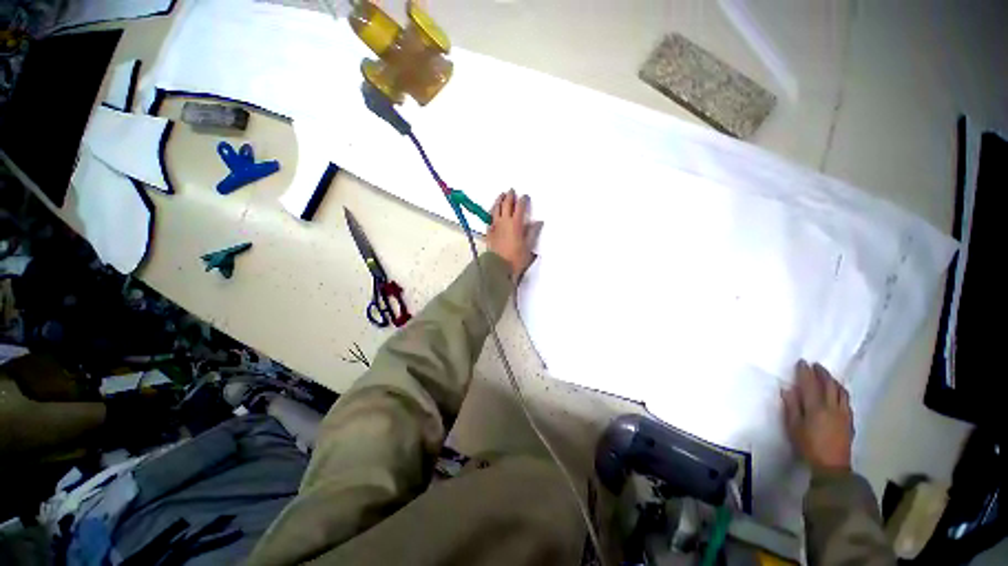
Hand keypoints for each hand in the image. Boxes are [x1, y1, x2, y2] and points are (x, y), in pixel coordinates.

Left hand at [488, 190, 541, 280]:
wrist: (498, 267)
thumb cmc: (516, 258)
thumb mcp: (528, 246)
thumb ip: (532, 232)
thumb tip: (538, 222)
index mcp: (516, 224)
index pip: (520, 207)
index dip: (523, 200)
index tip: (525, 197)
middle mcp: (504, 221)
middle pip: (506, 204)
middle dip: (510, 196)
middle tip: (512, 191)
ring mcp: (495, 226)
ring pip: (496, 209)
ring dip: (499, 200)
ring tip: (501, 196)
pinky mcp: (489, 232)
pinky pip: (489, 218)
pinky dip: (492, 212)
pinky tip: (493, 212)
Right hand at [781, 360, 853, 471]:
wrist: (832, 466)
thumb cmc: (808, 446)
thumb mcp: (793, 427)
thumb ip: (791, 407)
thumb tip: (788, 389)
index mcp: (816, 408)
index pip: (810, 384)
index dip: (805, 372)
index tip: (802, 362)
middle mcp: (832, 407)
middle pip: (829, 385)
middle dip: (822, 373)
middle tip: (816, 365)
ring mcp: (843, 413)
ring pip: (841, 391)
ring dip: (833, 381)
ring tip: (828, 376)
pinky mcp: (849, 420)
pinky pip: (846, 400)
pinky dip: (841, 392)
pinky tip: (838, 393)